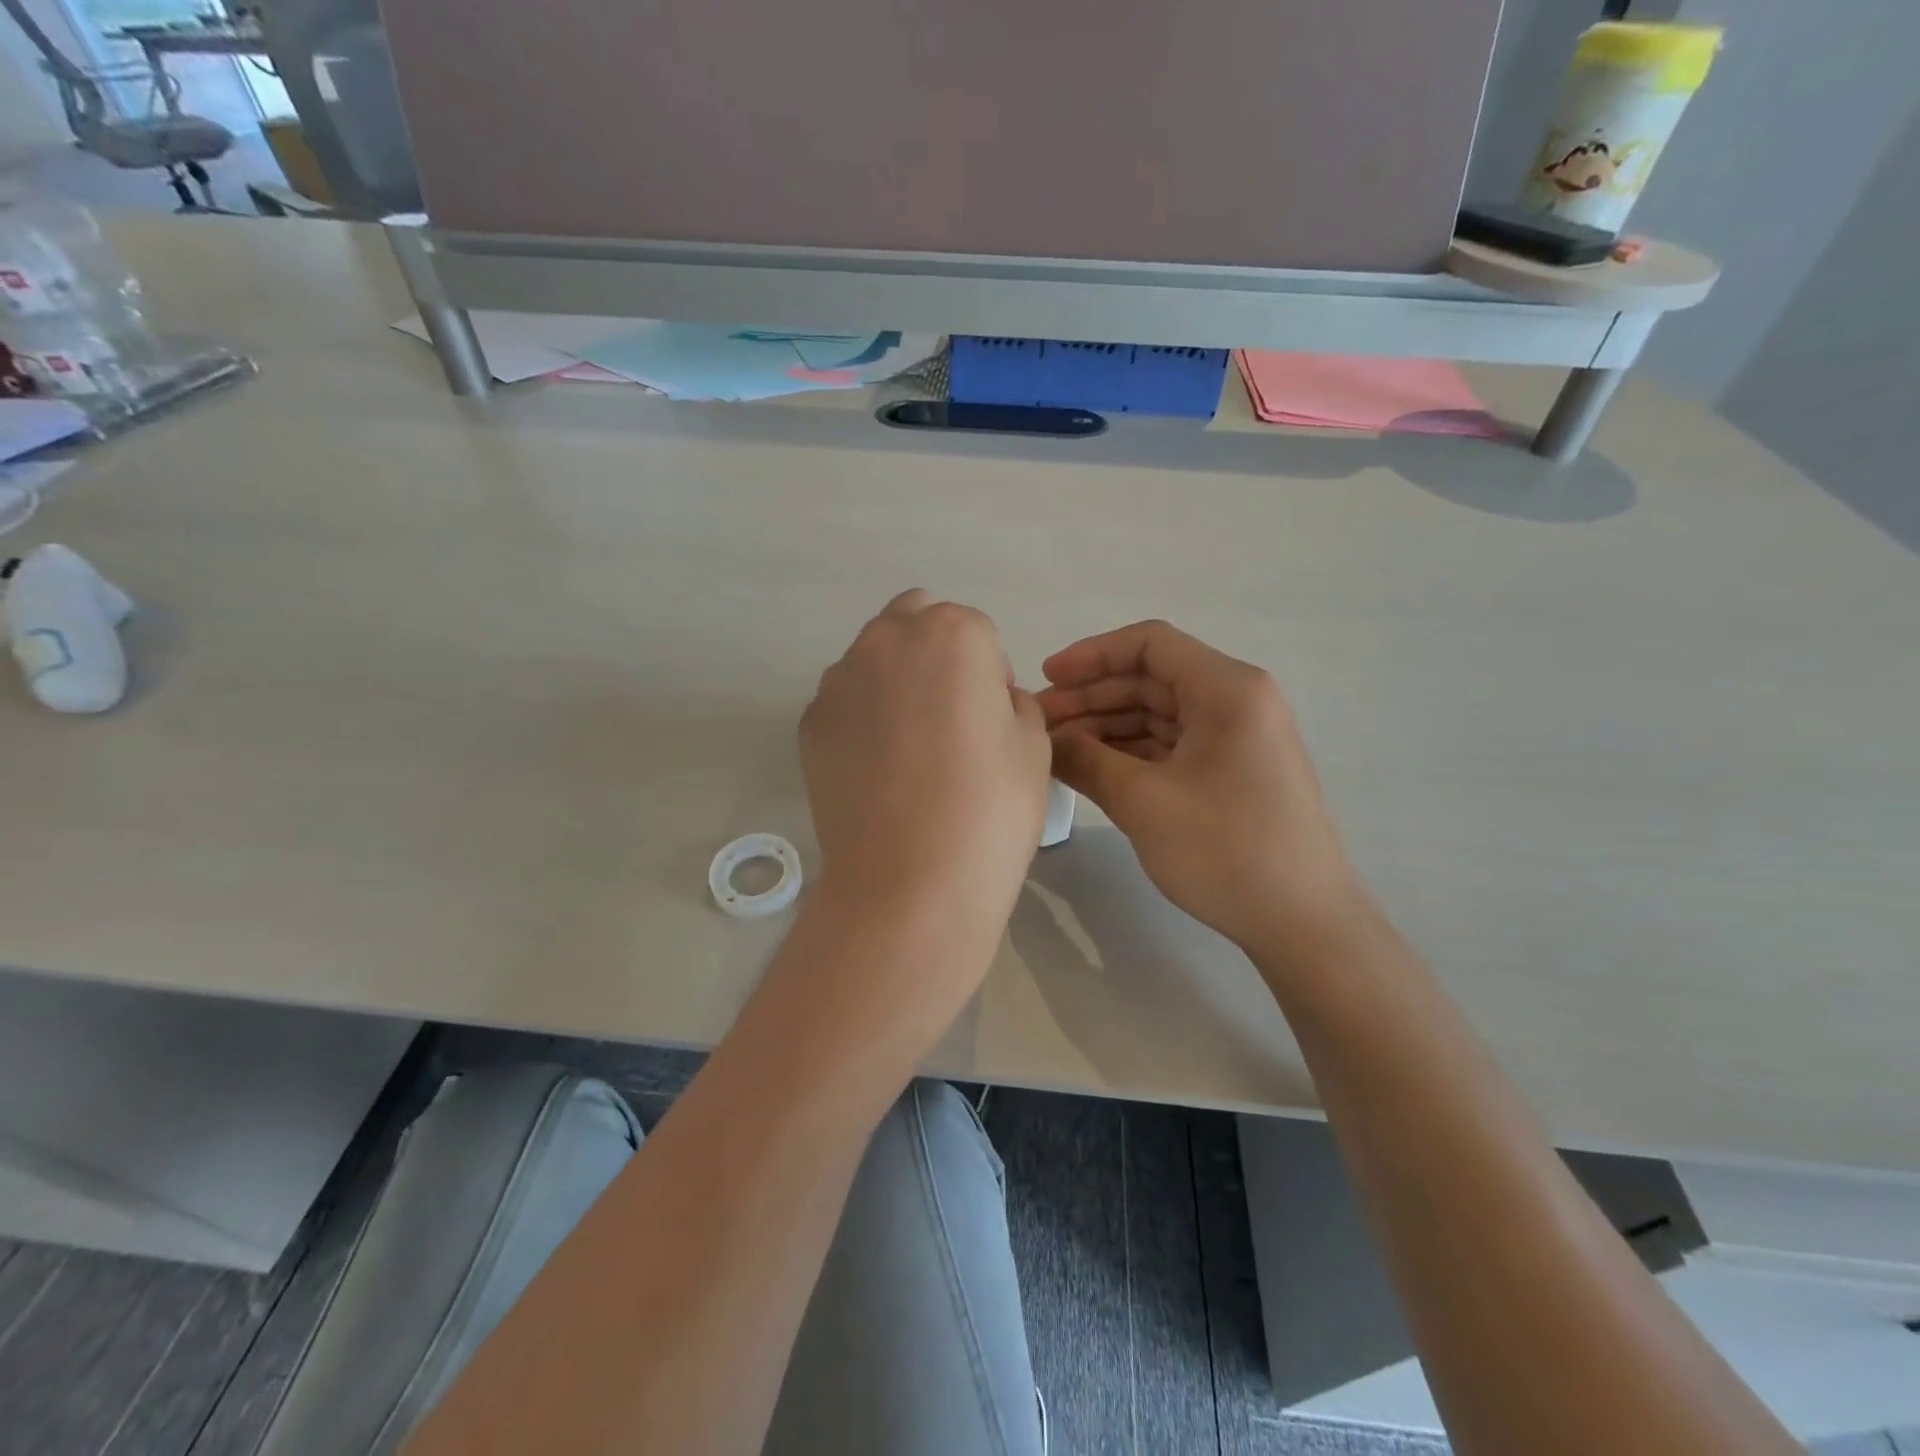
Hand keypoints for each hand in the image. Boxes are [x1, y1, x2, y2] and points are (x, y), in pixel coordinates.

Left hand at [799, 589, 1050, 974]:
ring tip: (910, 750)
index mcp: (952, 634)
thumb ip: (1014, 702)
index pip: (977, 630)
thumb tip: (988, 701)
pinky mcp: (809, 722)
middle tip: (951, 716)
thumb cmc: (989, 809)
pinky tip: (878, 772)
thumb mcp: (1034, 746)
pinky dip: (862, 718)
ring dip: (895, 682)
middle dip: (936, 653)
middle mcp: (887, 641)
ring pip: (874, 659)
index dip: (990, 672)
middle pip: (916, 622)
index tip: (992, 719)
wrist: (909, 883)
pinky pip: (845, 702)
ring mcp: (839, 681)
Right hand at [1038, 620, 1368, 957]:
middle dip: (1091, 697)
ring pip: (1157, 715)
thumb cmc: (1226, 851)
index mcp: (1228, 690)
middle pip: (1150, 680)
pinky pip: (1170, 746)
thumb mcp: (1143, 802)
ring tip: (1054, 748)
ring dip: (1105, 727)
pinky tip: (1090, 768)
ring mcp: (1235, 739)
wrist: (1303, 923)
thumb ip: (1086, 760)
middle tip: (1038, 723)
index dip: (1092, 656)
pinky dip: (1129, 753)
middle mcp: (1236, 702)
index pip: (1150, 645)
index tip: (1046, 678)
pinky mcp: (1230, 772)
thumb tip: (1044, 740)